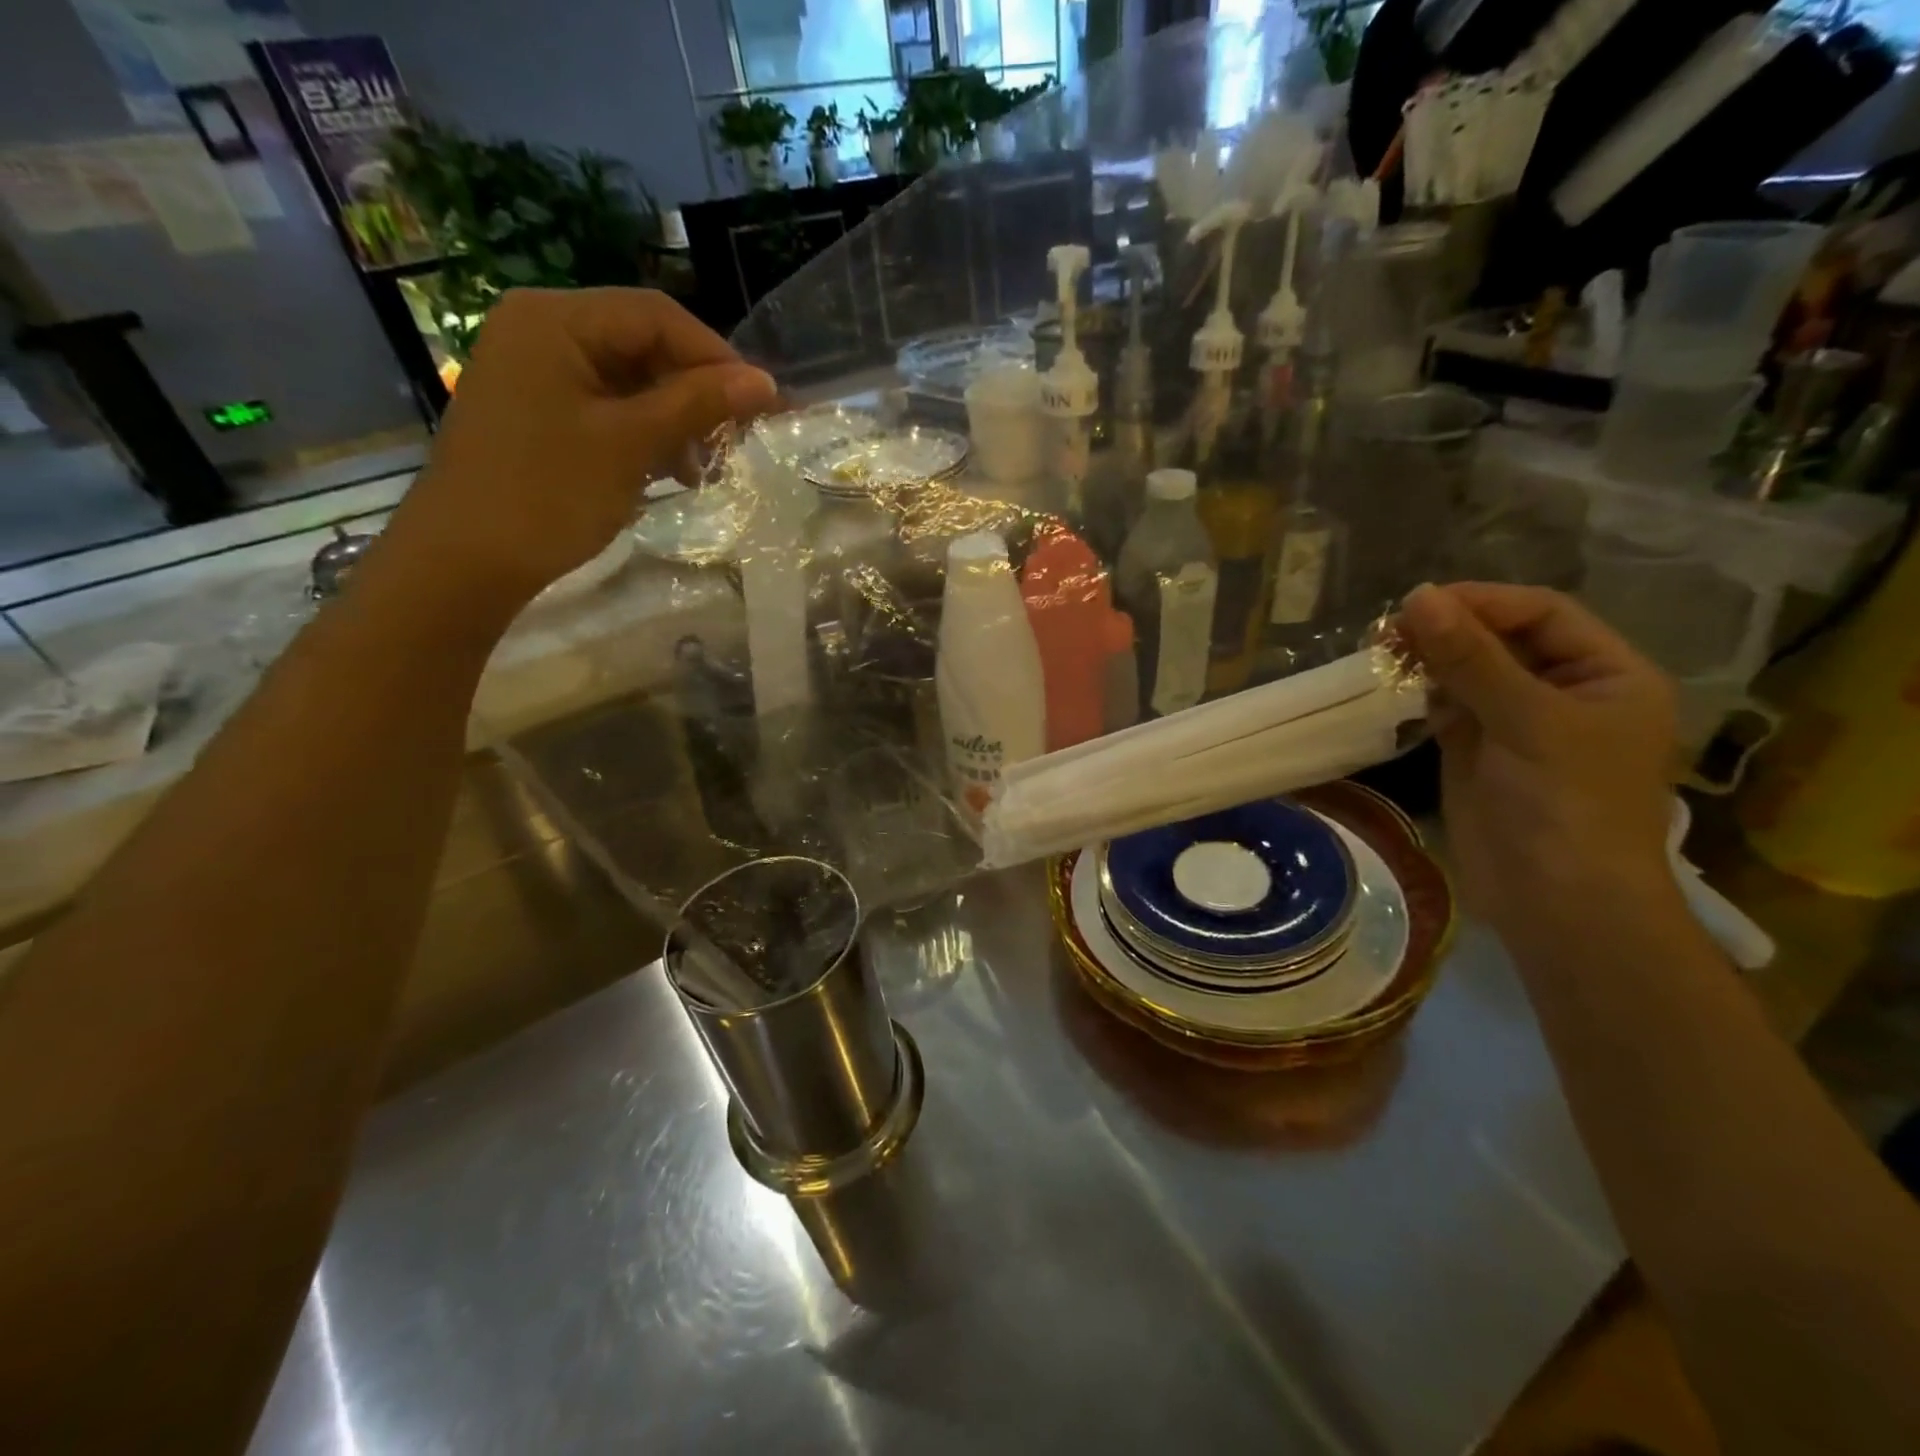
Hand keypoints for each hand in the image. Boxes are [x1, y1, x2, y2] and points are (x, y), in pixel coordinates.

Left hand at [382, 288, 776, 609]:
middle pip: (643, 343)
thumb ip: (697, 404)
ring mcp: (537, 372)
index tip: (764, 404)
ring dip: (676, 417)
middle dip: (697, 390)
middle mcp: (542, 330)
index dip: (717, 357)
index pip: (656, 316)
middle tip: (740, 436)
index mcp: (555, 319)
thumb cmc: (547, 493)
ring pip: (630, 379)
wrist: (465, 560)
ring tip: (709, 462)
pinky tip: (674, 470)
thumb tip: (766, 383)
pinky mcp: (540, 411)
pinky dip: (646, 433)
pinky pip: (608, 407)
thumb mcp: (630, 444)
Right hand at [1397, 583, 1679, 943]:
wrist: (1556, 903)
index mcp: (1607, 675)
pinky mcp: (1477, 752)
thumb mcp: (1526, 721)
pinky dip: (1421, 691)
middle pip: (1502, 639)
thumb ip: (1471, 658)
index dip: (1484, 602)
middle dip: (1449, 629)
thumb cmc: (1566, 805)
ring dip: (1429, 657)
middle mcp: (1564, 692)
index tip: (1420, 603)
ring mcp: (1517, 724)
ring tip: (1381, 649)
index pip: (1543, 614)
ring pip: (1469, 671)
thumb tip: (1418, 596)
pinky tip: (1395, 683)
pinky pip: (1448, 705)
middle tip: (1388, 629)